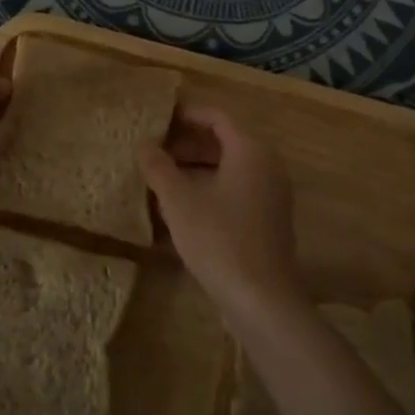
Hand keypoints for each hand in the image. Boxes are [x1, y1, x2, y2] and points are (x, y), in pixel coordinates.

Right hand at [138, 104, 302, 314]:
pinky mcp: (268, 220)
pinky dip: (210, 188)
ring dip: (196, 168)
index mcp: (250, 150)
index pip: (216, 117)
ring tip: (160, 177)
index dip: (185, 114)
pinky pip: (236, 190)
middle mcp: (267, 165)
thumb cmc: (219, 239)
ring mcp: (271, 194)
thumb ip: (159, 167)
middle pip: (224, 141)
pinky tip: (182, 207)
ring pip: (229, 168)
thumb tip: (144, 144)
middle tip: (153, 150)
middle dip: (187, 143)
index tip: (157, 118)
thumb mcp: (179, 201)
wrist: (262, 300)